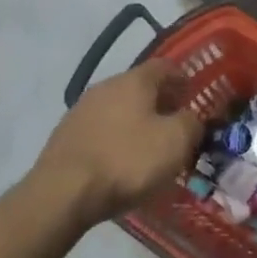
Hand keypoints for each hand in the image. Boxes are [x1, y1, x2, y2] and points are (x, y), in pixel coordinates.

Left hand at [29, 61, 205, 230]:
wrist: (64, 191)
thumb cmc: (127, 160)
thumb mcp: (175, 142)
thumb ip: (191, 123)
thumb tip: (190, 118)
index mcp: (134, 80)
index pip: (165, 66)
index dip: (182, 79)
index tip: (192, 97)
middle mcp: (107, 85)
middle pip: (139, 86)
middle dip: (159, 102)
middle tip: (174, 125)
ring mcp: (82, 108)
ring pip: (118, 107)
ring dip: (135, 120)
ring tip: (148, 146)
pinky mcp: (66, 133)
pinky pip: (100, 128)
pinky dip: (115, 137)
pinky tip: (119, 160)